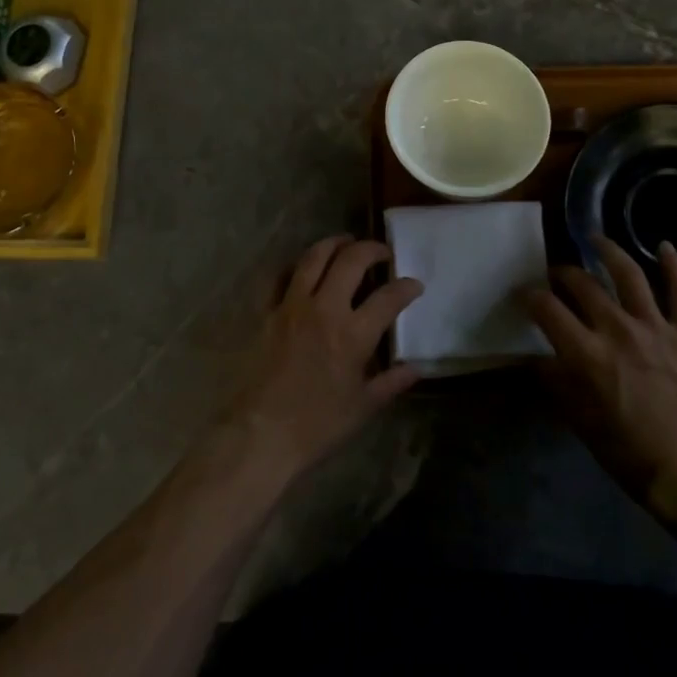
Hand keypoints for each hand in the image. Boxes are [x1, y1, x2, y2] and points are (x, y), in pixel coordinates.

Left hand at [219, 235, 423, 484]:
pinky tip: (305, 267)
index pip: (389, 297)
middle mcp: (324, 308)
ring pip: (315, 257)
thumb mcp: (362, 408)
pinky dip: (296, 266)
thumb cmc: (316, 426)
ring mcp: (292, 305)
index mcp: (353, 334)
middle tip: (383, 252)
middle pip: (351, 260)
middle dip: (372, 249)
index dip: (407, 286)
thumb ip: (390, 382)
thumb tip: (415, 368)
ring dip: (335, 244)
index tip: (414, 284)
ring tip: (346, 242)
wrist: (261, 433)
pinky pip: (281, 275)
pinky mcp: (267, 310)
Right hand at [524, 237, 676, 527]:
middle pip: (582, 284)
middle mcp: (618, 330)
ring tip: (595, 238)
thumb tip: (537, 357)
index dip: (529, 297)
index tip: (523, 296)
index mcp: (587, 354)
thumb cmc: (631, 455)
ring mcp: (657, 327)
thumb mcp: (581, 422)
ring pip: (629, 274)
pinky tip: (664, 245)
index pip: (547, 309)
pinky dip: (675, 266)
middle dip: (562, 274)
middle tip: (556, 275)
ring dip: (608, 251)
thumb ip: (557, 382)